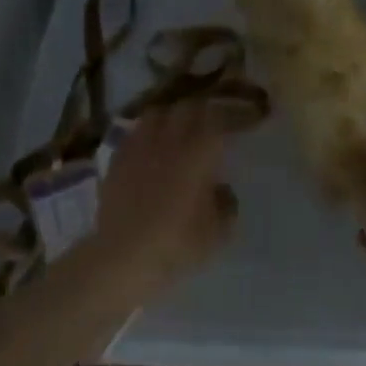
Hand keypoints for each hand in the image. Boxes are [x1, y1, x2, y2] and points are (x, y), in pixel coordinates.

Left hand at [79, 102, 238, 306]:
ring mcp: (140, 145)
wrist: (121, 257)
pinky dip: (148, 132)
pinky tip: (151, 148)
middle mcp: (169, 139)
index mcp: (198, 152)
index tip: (247, 119)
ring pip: (159, 112)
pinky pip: (136, 131)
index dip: (235, 115)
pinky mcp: (118, 157)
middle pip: (189, 107)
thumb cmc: (175, 245)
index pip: (220, 119)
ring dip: (173, 116)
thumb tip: (223, 189)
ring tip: (179, 129)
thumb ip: (226, 205)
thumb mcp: (216, 234)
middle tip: (214, 123)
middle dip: (204, 111)